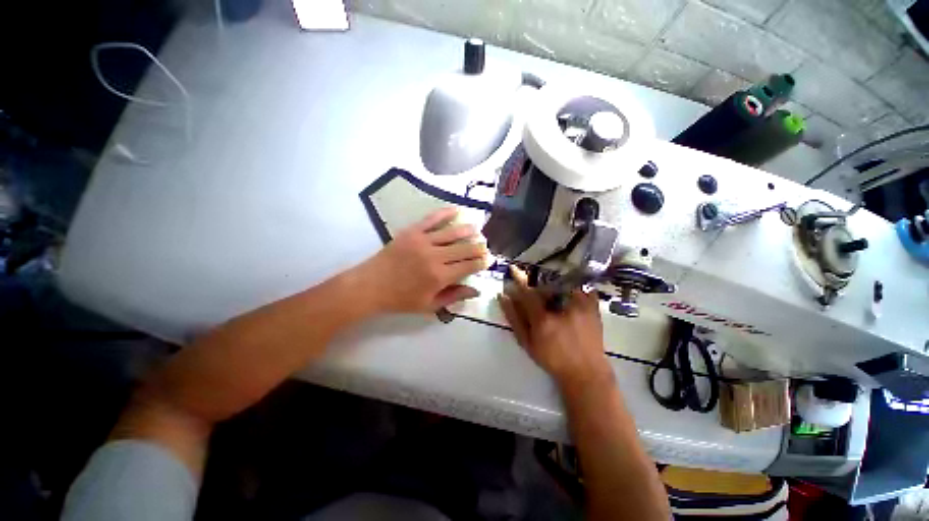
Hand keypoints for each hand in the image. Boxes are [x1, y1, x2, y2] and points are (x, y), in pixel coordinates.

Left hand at [355, 208, 490, 313]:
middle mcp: (435, 256)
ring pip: (453, 232)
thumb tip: (477, 290)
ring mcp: (423, 241)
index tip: (490, 260)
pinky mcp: (412, 231)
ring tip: (478, 229)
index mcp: (440, 276)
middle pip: (465, 248)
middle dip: (479, 247)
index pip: (470, 266)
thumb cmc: (401, 299)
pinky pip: (432, 219)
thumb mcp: (429, 305)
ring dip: (469, 230)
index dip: (483, 262)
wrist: (371, 285)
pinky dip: (446, 213)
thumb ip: (454, 296)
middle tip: (485, 246)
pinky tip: (457, 210)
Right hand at [498, 266, 612, 390]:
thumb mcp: (527, 342)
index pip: (527, 292)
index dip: (519, 278)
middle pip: (545, 285)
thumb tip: (503, 297)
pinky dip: (574, 287)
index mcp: (543, 319)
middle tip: (535, 288)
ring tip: (553, 294)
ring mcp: (581, 305)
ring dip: (554, 284)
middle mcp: (562, 308)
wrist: (585, 372)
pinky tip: (570, 294)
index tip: (513, 268)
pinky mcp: (593, 307)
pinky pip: (582, 288)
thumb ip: (514, 318)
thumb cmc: (553, 358)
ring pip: (563, 283)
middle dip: (538, 283)